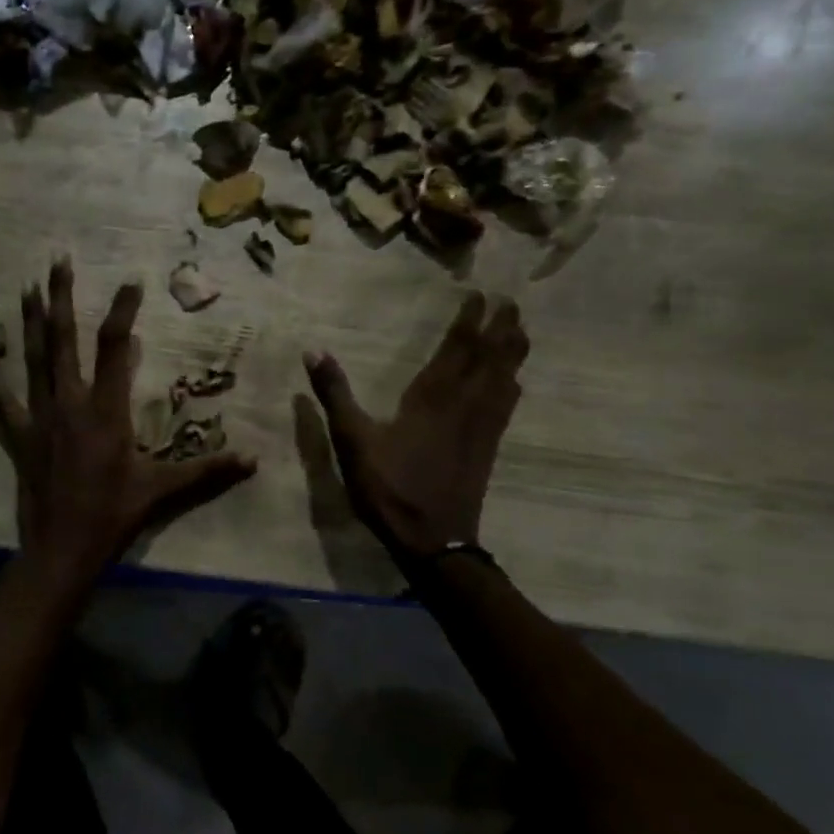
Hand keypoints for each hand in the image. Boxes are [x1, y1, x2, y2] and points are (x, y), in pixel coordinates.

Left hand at [0, 259, 257, 581]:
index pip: (114, 348)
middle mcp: (69, 404)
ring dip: (30, 323)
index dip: (122, 311)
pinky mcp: (20, 438)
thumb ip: (207, 471)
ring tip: (25, 288)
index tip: (130, 281)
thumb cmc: (114, 516)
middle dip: (61, 297)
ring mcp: (40, 419)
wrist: (62, 550)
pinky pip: (3, 404)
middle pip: (64, 340)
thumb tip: (254, 461)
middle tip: (57, 260)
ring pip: (33, 361)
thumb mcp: (163, 490)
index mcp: (106, 410)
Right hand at [303, 292, 526, 560]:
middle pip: (491, 357)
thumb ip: (335, 394)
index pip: (458, 348)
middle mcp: (464, 404)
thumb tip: (313, 350)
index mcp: (432, 397)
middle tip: (511, 300)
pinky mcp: (488, 447)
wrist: (433, 540)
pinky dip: (512, 384)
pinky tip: (514, 381)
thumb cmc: (389, 486)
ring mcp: (481, 426)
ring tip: (520, 328)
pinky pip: (506, 405)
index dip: (470, 320)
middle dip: (501, 326)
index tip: (479, 294)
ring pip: (505, 378)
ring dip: (513, 350)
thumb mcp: (352, 440)